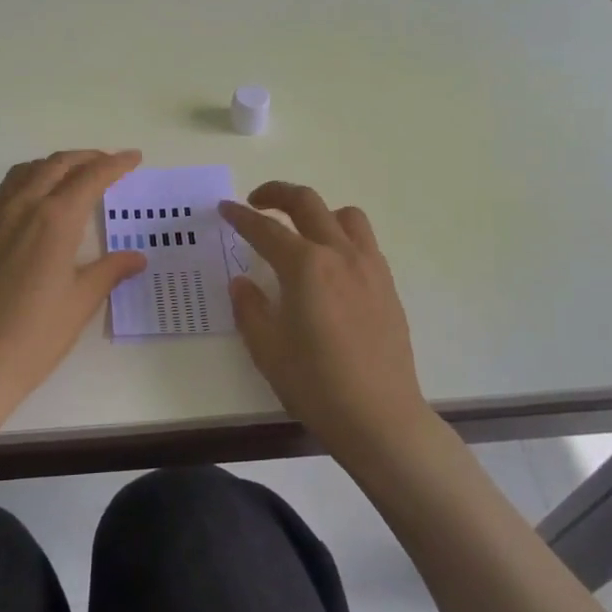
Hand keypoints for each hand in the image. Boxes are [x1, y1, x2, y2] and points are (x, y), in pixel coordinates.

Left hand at [0, 150, 147, 418]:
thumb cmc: (37, 334)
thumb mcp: (82, 300)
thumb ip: (110, 270)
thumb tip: (137, 257)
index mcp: (56, 219)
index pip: (92, 177)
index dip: (116, 164)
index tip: (133, 157)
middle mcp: (22, 204)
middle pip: (57, 164)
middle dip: (86, 158)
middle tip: (106, 163)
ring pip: (24, 172)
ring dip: (51, 167)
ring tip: (67, 177)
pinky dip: (14, 189)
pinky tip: (20, 206)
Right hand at [220, 183, 431, 463]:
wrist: (380, 418)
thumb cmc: (316, 384)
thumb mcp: (267, 348)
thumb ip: (250, 307)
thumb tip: (242, 281)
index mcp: (305, 266)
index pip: (266, 229)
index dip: (240, 216)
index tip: (224, 208)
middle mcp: (339, 254)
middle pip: (308, 203)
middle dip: (277, 194)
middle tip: (256, 202)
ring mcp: (369, 267)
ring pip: (345, 215)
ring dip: (317, 211)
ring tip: (300, 231)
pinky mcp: (387, 285)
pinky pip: (364, 242)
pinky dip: (341, 236)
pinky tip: (330, 265)